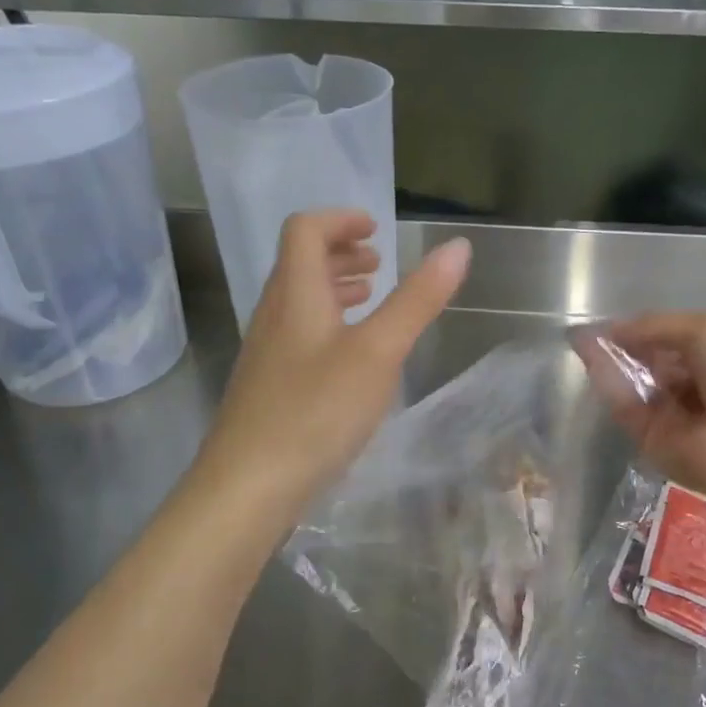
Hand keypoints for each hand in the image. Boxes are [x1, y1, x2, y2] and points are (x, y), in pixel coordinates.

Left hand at [199, 210, 470, 514]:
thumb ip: (417, 299)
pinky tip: (351, 356)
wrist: (248, 486)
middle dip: (340, 253)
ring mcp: (267, 352)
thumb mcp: (378, 352)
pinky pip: (298, 334)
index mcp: (296, 294)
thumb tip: (457, 246)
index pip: (305, 230)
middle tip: (378, 262)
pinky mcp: (268, 386)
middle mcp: (274, 314)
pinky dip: (328, 324)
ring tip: (370, 298)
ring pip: (299, 301)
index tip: (376, 229)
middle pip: (300, 263)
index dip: (340, 219)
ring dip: (334, 288)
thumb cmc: (316, 411)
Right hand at [576, 311, 705, 508]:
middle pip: (653, 363)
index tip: (617, 320)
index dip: (647, 329)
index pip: (676, 341)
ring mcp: (675, 417)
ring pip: (636, 385)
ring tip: (582, 339)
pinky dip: (609, 382)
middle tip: (594, 331)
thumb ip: (658, 325)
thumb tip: (614, 328)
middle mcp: (699, 387)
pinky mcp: (652, 441)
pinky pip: (627, 407)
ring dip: (610, 361)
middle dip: (625, 345)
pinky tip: (589, 356)